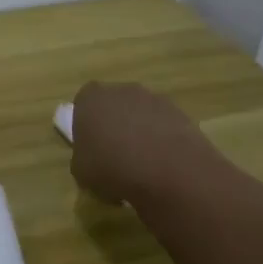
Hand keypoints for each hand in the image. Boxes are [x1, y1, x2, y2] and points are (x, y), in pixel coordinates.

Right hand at [70, 81, 226, 205]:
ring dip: (140, 133)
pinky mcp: (181, 115)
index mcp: (91, 98)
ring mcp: (155, 100)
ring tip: (142, 166)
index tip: (90, 145)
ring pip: (141, 115)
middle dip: (114, 125)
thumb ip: (82, 157)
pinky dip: (162, 142)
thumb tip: (92, 158)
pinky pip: (164, 127)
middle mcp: (122, 90)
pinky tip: (163, 167)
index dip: (85, 124)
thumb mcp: (81, 171)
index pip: (83, 103)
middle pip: (114, 105)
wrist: (168, 172)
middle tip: (114, 155)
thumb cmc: (112, 167)